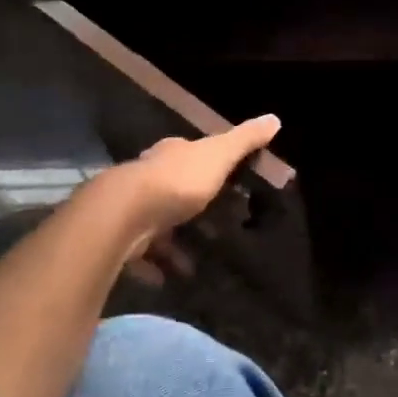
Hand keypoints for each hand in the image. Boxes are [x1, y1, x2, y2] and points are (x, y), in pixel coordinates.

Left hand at [109, 115, 280, 281]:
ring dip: (174, 242)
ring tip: (196, 262)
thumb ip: (244, 140)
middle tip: (214, 227)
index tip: (223, 181)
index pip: (188, 153)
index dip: (205, 165)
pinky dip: (155, 266)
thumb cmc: (177, 181)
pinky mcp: (122, 238)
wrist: (125, 215)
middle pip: (171, 188)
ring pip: (157, 223)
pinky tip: (169, 278)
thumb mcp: (219, 155)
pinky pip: (142, 254)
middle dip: (190, 206)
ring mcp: (132, 208)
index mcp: (171, 155)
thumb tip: (274, 118)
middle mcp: (148, 176)